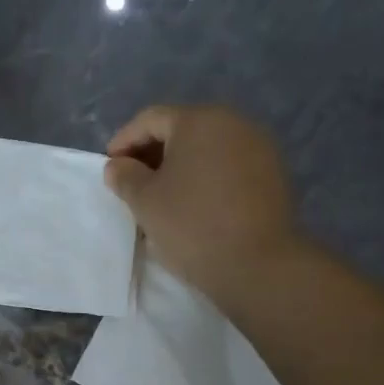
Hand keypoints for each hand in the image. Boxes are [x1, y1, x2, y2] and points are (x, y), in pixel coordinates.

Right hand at [103, 105, 298, 295]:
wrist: (257, 265)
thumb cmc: (192, 226)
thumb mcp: (145, 202)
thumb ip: (125, 177)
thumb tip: (118, 165)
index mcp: (199, 120)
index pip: (151, 119)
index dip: (124, 140)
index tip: (109, 167)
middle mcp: (234, 122)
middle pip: (183, 129)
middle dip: (153, 153)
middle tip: (133, 182)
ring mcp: (259, 147)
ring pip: (208, 148)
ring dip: (181, 166)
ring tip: (163, 196)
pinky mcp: (274, 174)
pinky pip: (229, 166)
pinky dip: (207, 178)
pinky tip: (196, 204)